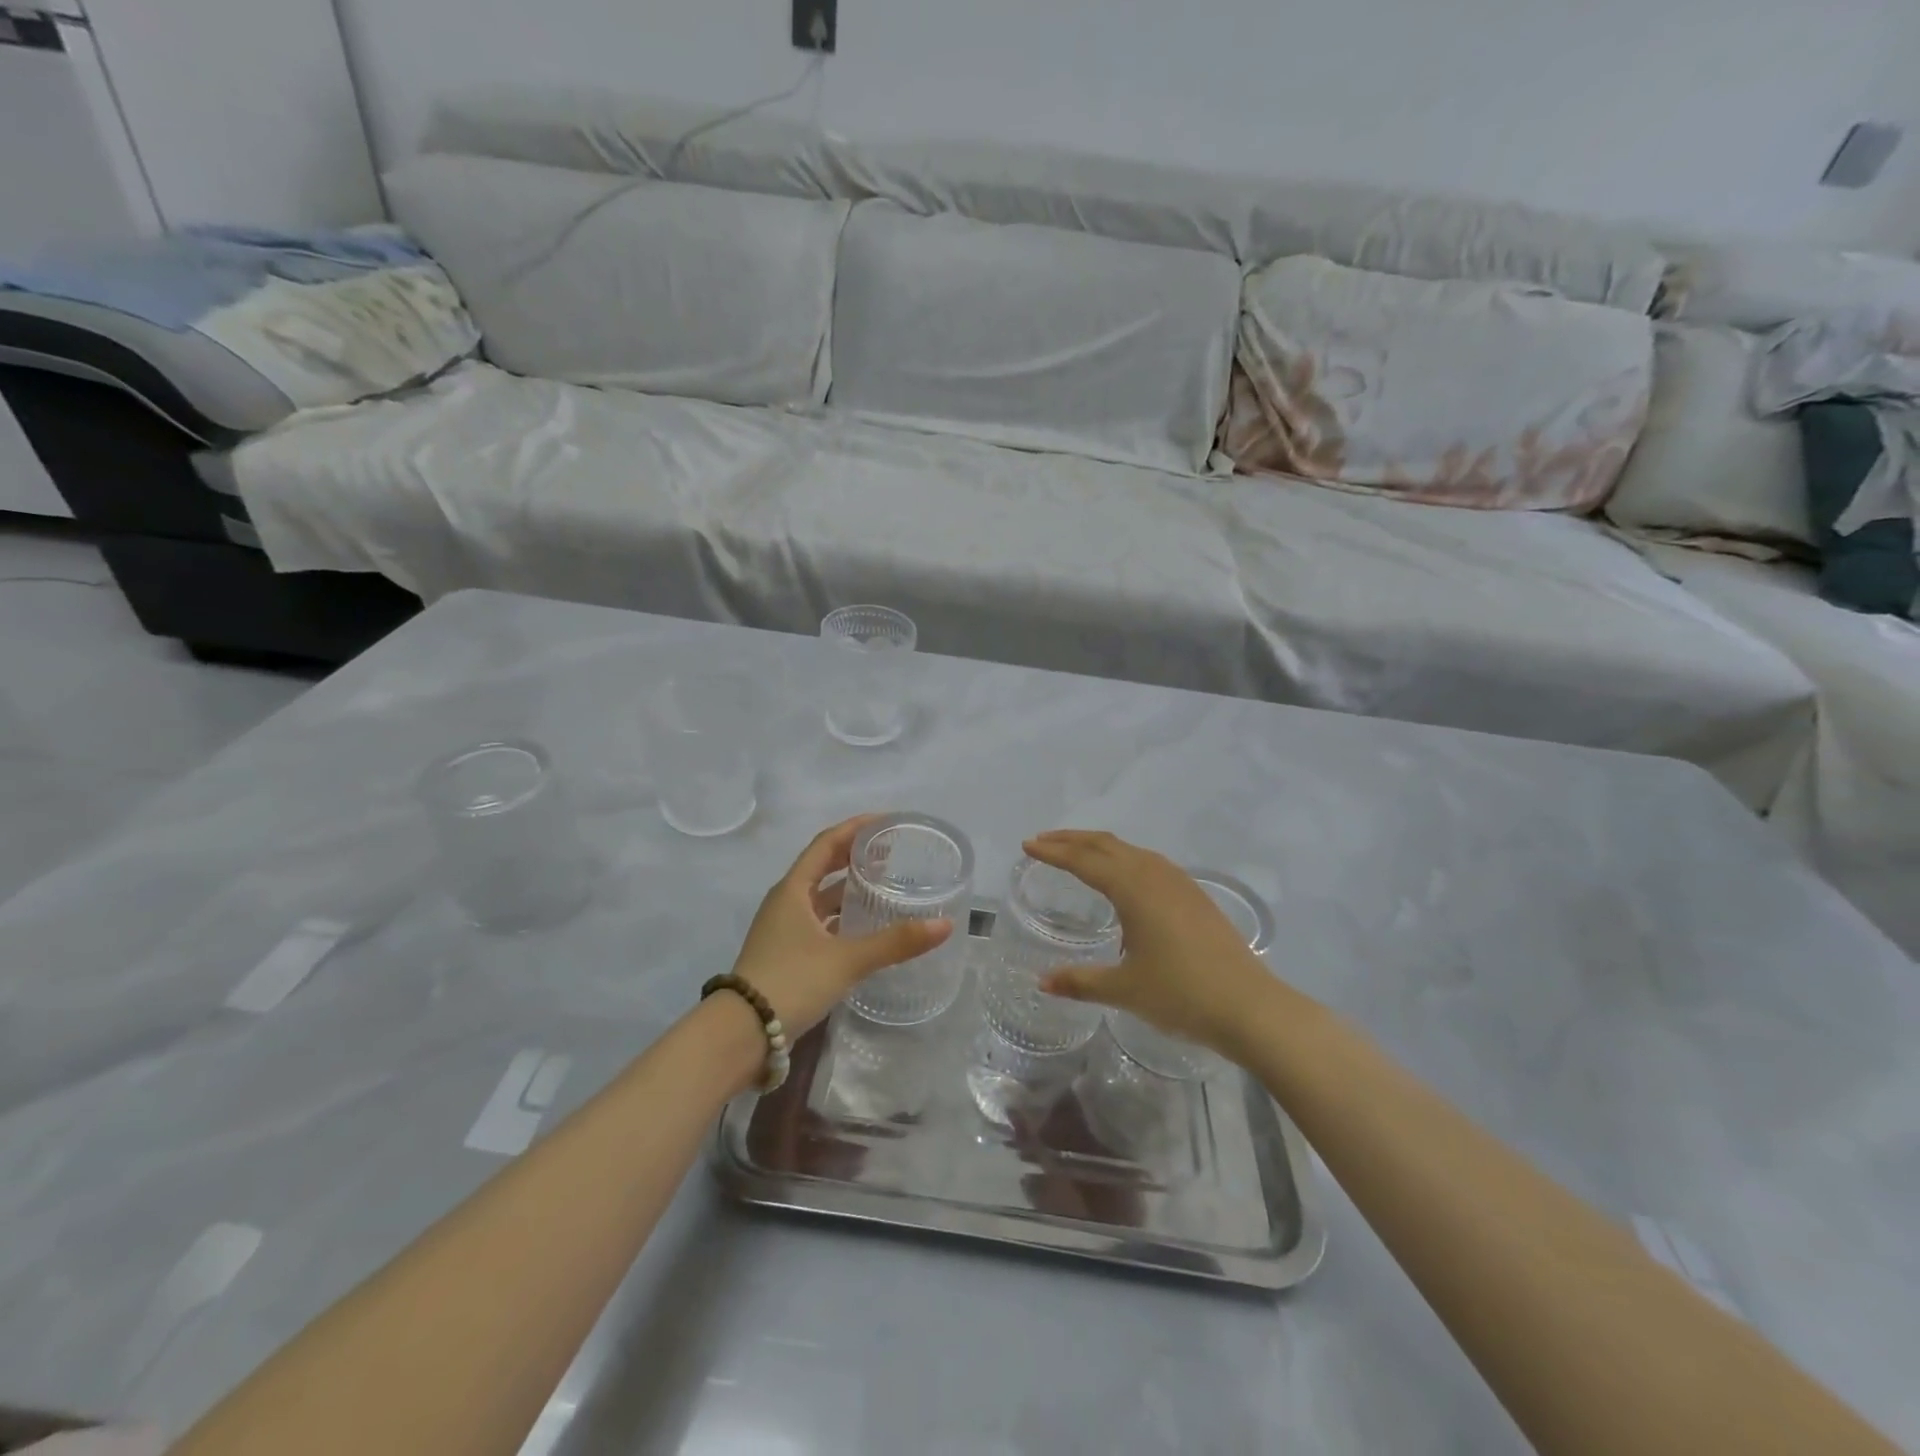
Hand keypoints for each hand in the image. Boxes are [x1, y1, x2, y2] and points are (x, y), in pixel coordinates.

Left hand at [729, 816, 953, 1033]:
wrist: (740, 1034)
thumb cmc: (791, 981)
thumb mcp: (846, 960)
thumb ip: (895, 942)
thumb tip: (944, 924)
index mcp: (793, 890)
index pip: (826, 843)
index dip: (855, 828)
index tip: (886, 821)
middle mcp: (785, 903)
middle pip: (822, 867)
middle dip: (854, 856)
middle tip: (891, 853)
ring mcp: (783, 930)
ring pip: (820, 898)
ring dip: (848, 889)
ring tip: (883, 886)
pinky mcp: (786, 955)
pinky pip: (819, 923)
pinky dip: (841, 918)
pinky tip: (864, 930)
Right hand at [1023, 830, 1287, 1061]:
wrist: (1251, 1007)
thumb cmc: (1181, 994)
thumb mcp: (1124, 990)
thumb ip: (1080, 981)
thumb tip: (1042, 982)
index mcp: (1132, 889)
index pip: (1083, 860)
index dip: (1053, 852)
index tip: (1027, 845)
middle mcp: (1154, 875)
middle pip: (1105, 844)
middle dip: (1071, 839)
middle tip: (1043, 841)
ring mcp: (1179, 882)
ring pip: (1130, 850)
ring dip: (1099, 846)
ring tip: (1077, 853)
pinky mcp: (1194, 895)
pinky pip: (1149, 862)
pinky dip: (1124, 858)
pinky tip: (1124, 877)